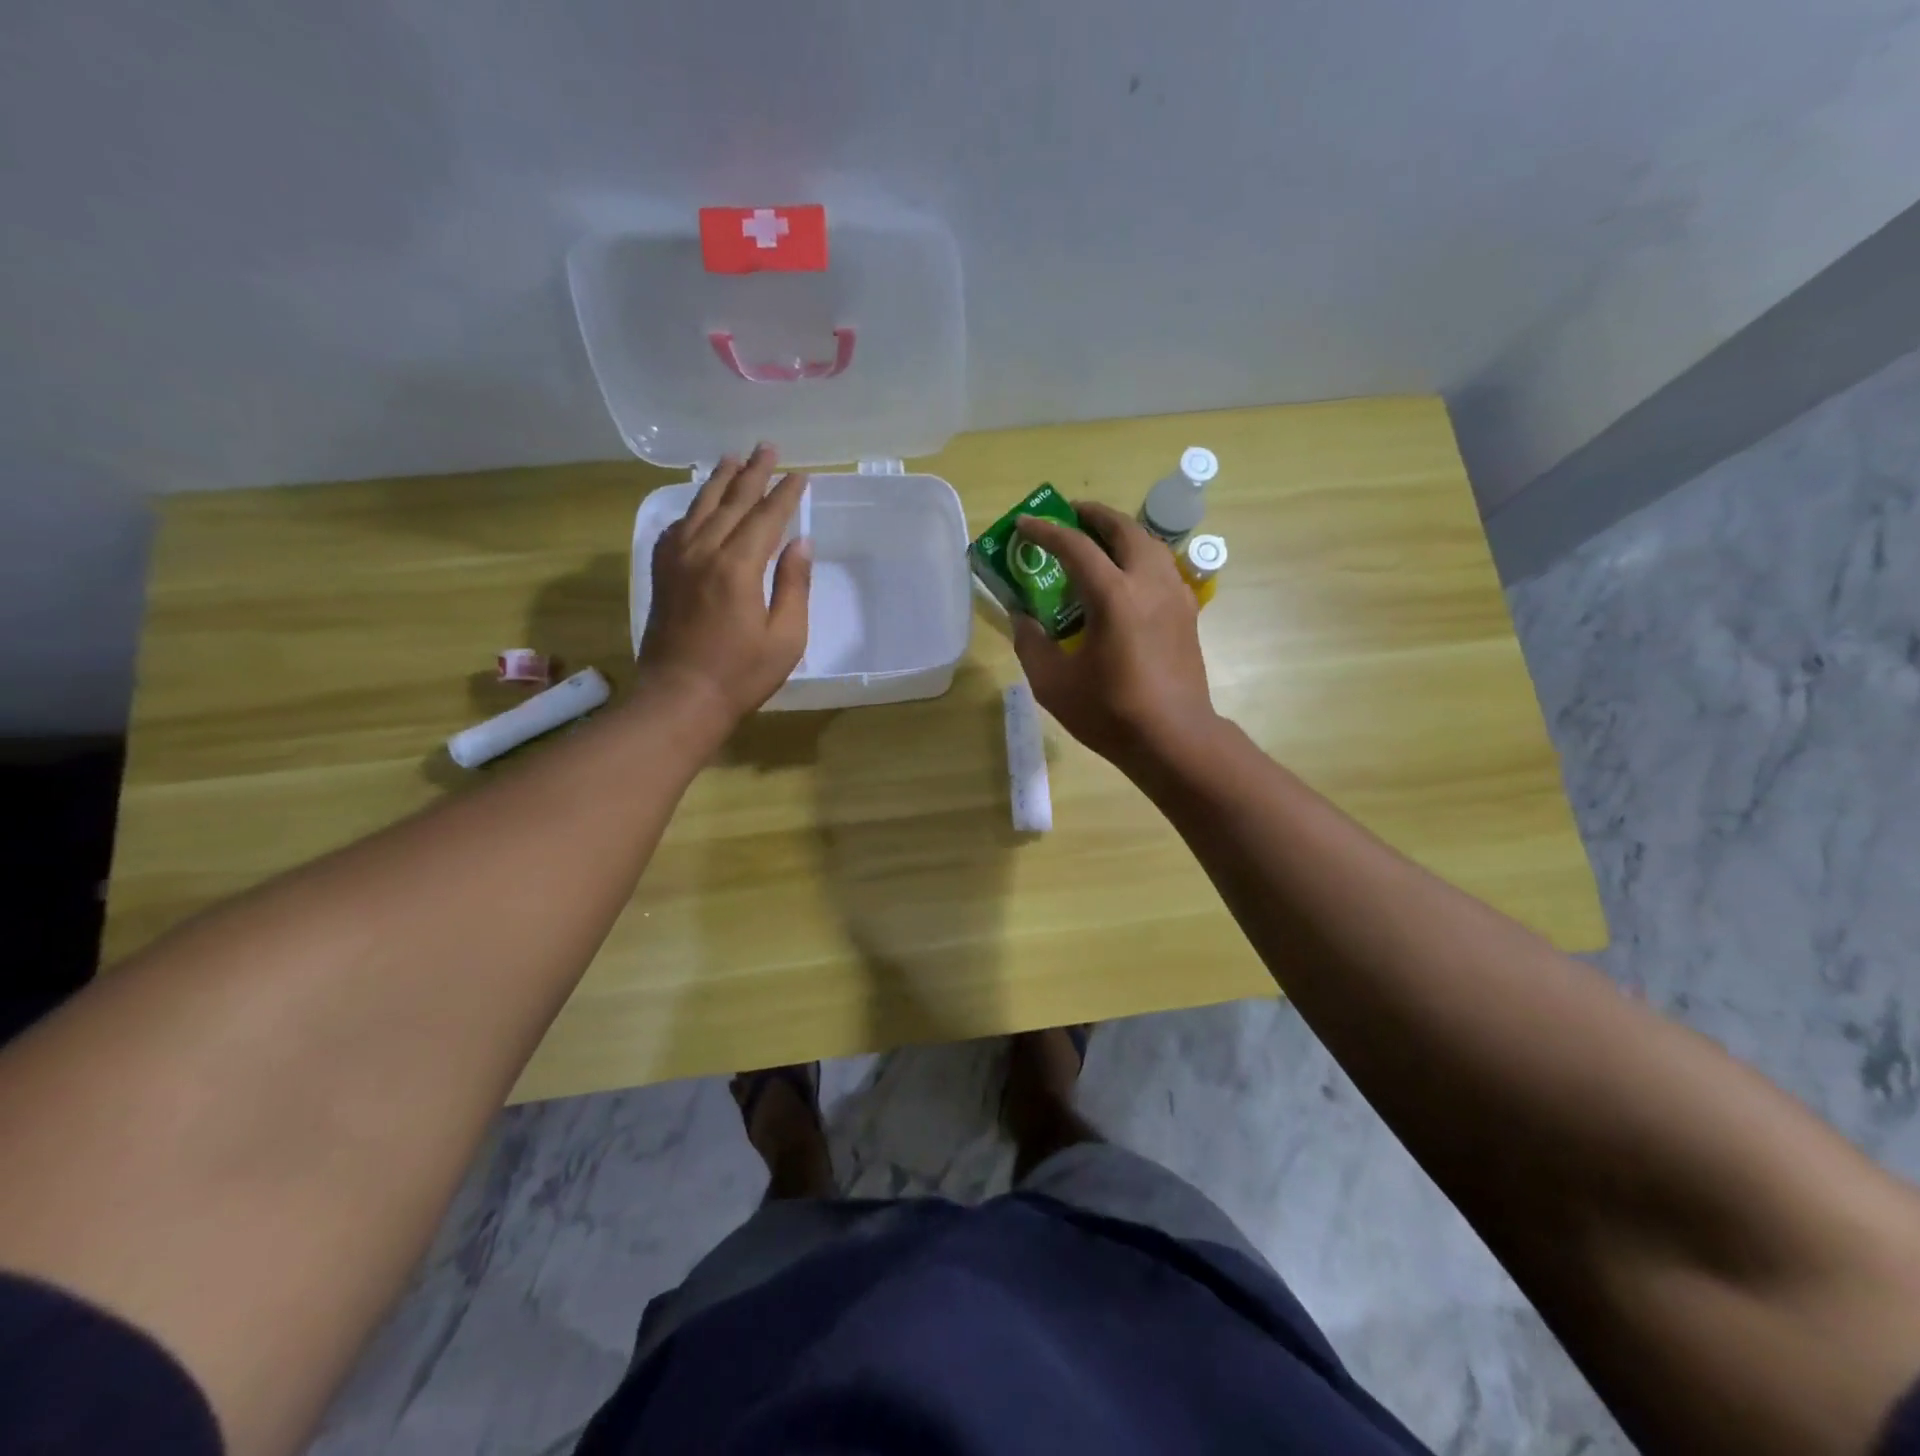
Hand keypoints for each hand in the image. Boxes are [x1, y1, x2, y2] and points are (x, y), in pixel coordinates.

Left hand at [638, 444, 811, 724]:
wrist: (680, 698)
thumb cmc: (741, 675)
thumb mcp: (785, 637)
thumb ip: (794, 585)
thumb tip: (800, 542)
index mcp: (737, 567)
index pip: (766, 517)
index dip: (785, 494)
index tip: (801, 474)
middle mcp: (703, 552)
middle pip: (731, 502)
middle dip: (752, 473)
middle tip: (767, 447)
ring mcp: (676, 561)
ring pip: (699, 508)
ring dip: (718, 481)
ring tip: (732, 459)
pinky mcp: (662, 575)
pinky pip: (675, 529)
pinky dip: (690, 511)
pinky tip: (697, 506)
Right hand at [1012, 501, 1219, 772]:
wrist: (1173, 738)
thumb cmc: (1110, 712)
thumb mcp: (1053, 683)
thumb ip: (1030, 642)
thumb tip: (1021, 616)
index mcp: (1113, 596)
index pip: (1075, 546)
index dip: (1046, 531)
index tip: (1024, 523)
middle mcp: (1148, 583)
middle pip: (1123, 529)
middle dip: (1093, 515)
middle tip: (1069, 514)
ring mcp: (1174, 595)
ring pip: (1149, 544)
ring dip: (1121, 532)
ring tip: (1098, 539)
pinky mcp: (1187, 612)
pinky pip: (1162, 567)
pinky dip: (1140, 556)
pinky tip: (1127, 577)